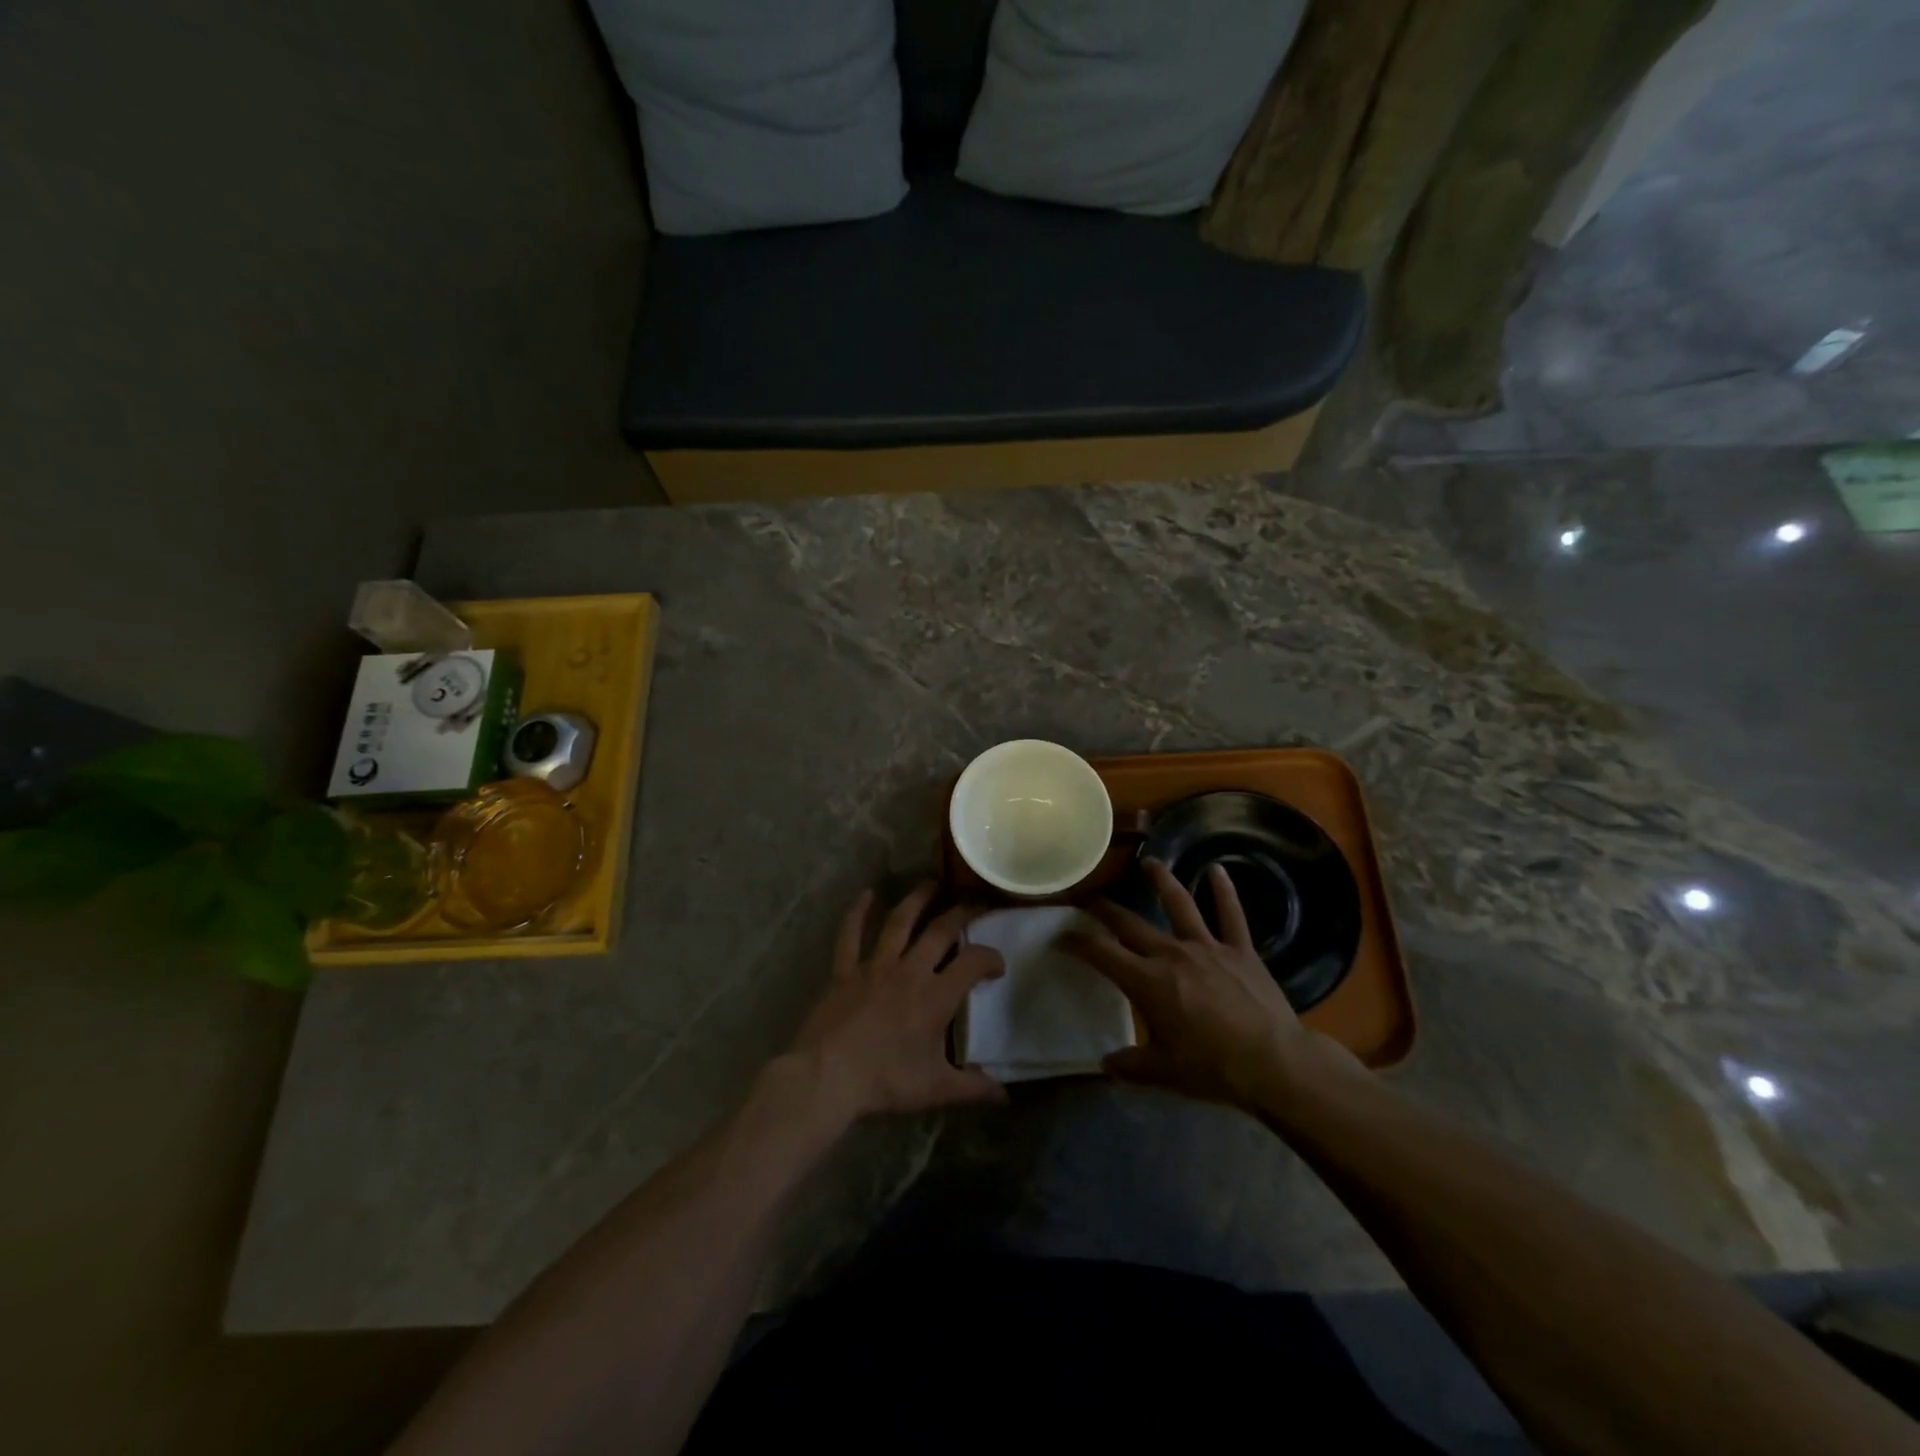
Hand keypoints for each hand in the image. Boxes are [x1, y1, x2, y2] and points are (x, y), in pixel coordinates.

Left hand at [786, 883, 1007, 1123]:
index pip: (973, 963)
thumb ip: (973, 1088)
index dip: (991, 958)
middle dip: (962, 913)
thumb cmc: (885, 1081)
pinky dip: (857, 913)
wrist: (828, 1076)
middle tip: (976, 902)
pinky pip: (850, 935)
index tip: (997, 965)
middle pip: (941, 931)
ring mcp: (875, 966)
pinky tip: (866, 894)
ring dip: (917, 899)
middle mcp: (910, 971)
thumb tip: (1005, 1095)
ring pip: (900, 922)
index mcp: (936, 996)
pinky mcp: (846, 970)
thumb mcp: (935, 1089)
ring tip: (931, 882)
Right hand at [1063, 860, 1340, 1111]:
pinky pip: (1231, 915)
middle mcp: (1171, 954)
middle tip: (1090, 899)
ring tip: (1149, 862)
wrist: (1274, 1063)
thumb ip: (1130, 1066)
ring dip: (1161, 881)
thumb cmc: (1213, 1069)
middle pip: (1130, 924)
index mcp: (1147, 982)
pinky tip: (1218, 870)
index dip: (1077, 942)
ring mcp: (1207, 947)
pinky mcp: (1239, 950)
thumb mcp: (1163, 1074)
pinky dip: (1224, 891)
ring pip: (1179, 905)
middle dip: (1105, 910)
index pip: (1101, 953)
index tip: (1061, 937)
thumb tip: (1106, 1065)